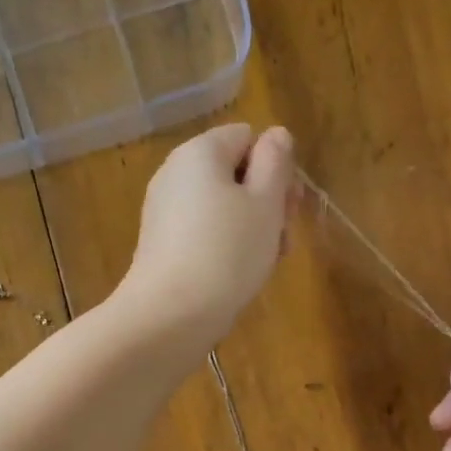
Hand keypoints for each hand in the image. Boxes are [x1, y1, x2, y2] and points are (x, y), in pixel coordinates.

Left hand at [118, 123, 295, 344]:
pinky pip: (203, 232)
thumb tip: (276, 135)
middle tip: (282, 238)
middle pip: (234, 173)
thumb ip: (275, 162)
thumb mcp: (265, 202)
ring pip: (222, 207)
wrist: (170, 315)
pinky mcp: (161, 244)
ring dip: (251, 228)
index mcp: (199, 152)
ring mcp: (164, 211)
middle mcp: (175, 173)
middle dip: (266, 201)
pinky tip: (238, 275)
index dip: (274, 167)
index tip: (288, 205)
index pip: (248, 137)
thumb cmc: (227, 252)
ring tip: (265, 263)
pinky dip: (225, 247)